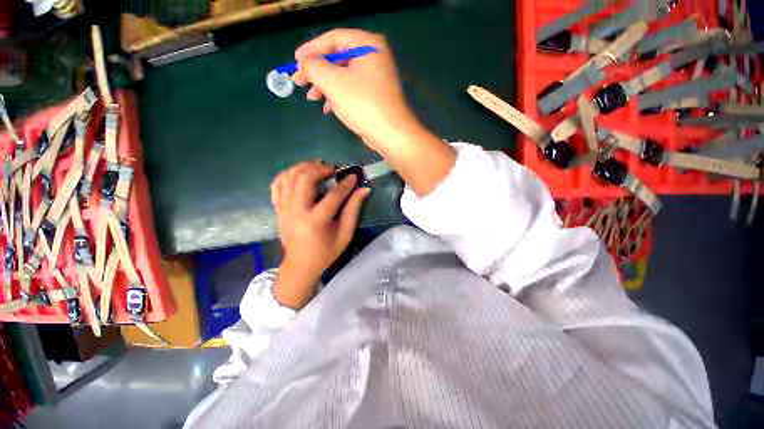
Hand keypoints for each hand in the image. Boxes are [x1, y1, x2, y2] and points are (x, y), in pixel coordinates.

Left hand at [270, 160, 370, 308]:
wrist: (300, 265)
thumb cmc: (326, 252)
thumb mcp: (345, 234)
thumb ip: (353, 210)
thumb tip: (364, 190)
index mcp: (316, 222)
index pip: (332, 196)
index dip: (345, 184)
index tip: (353, 176)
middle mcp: (296, 212)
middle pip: (304, 179)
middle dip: (319, 169)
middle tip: (331, 169)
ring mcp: (283, 209)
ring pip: (288, 177)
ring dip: (303, 167)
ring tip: (316, 167)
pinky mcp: (278, 209)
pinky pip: (277, 184)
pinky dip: (288, 174)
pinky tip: (299, 174)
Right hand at [292, 29, 421, 156]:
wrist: (391, 135)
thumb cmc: (363, 105)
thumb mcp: (333, 82)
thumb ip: (314, 67)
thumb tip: (304, 64)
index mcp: (368, 45)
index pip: (334, 38)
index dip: (311, 49)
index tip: (295, 61)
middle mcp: (374, 58)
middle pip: (338, 58)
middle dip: (317, 71)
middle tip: (300, 82)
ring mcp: (376, 79)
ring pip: (344, 76)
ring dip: (325, 86)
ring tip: (312, 98)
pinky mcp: (375, 96)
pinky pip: (352, 90)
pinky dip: (338, 97)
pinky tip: (327, 107)